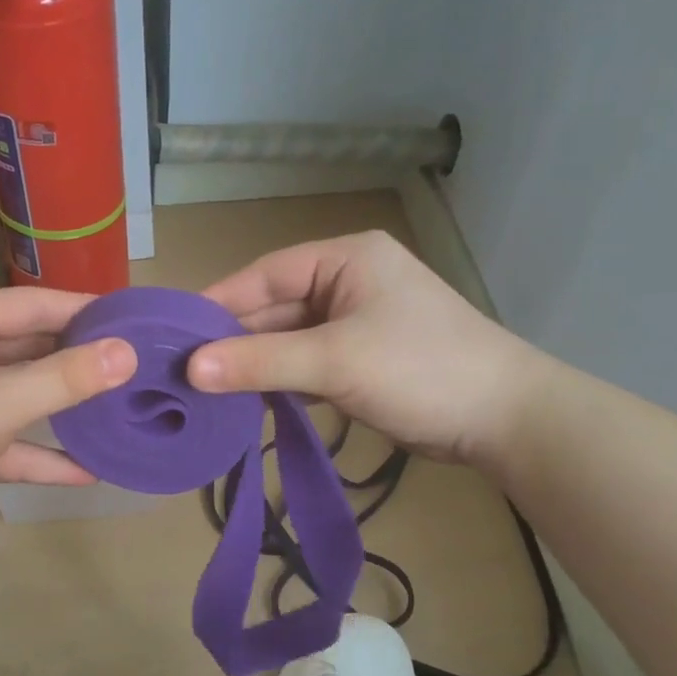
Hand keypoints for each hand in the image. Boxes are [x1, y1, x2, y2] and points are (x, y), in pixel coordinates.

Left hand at [0, 288, 135, 552]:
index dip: (86, 311)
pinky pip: (12, 443)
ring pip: (24, 398)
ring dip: (66, 411)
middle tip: (137, 368)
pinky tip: (87, 472)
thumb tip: (127, 353)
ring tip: (120, 413)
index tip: (136, 321)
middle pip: (32, 349)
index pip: (36, 305)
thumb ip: (66, 377)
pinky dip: (43, 456)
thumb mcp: (2, 401)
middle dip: (80, 362)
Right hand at [189, 231, 540, 465]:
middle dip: (233, 341)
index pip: (266, 274)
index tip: (174, 334)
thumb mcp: (335, 361)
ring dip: (253, 366)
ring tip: (205, 391)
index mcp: (346, 258)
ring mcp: (355, 323)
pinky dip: (279, 383)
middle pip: (274, 308)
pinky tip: (247, 403)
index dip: (218, 303)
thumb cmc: (421, 370)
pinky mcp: (360, 360)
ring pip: (287, 340)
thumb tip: (190, 370)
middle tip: (182, 372)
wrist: (502, 418)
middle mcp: (347, 282)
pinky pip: (305, 365)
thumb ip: (261, 362)